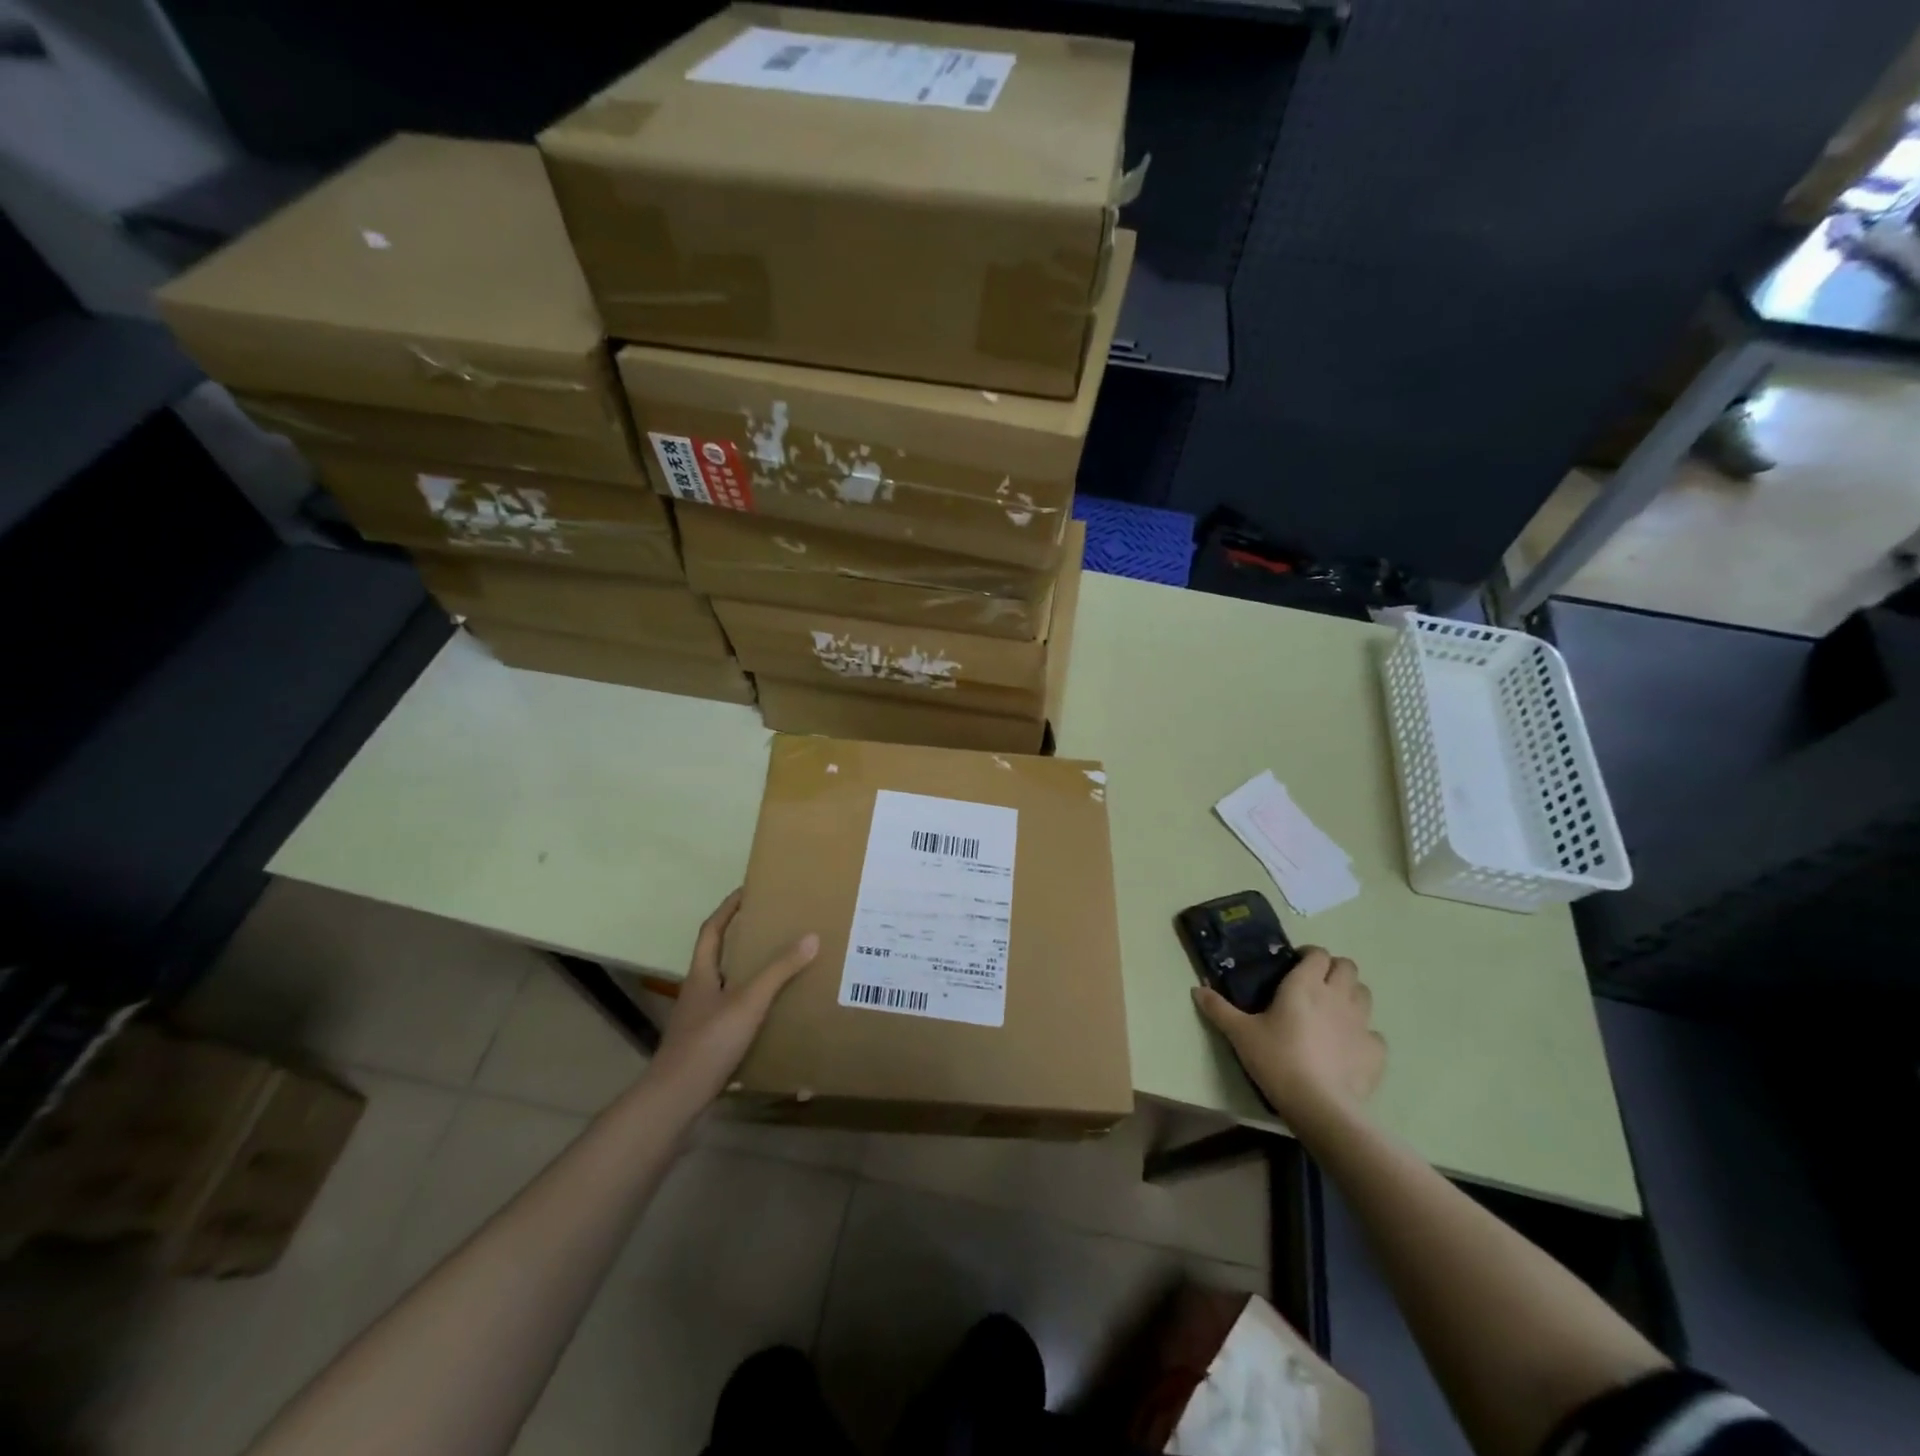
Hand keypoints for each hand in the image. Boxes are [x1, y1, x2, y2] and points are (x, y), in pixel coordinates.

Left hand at [647, 890, 817, 1110]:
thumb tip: (811, 936)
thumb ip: (779, 970)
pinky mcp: (710, 1049)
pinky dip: (756, 1014)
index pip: (712, 931)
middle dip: (746, 942)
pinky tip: (777, 1019)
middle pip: (721, 959)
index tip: (749, 891)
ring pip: (730, 991)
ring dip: (753, 979)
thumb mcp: (748, 1002)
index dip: (728, 909)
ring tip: (786, 970)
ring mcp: (702, 1023)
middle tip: (778, 929)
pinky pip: (737, 1020)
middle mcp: (699, 994)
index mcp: (701, 975)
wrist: (675, 1103)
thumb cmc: (708, 1043)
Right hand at [1192, 947, 1385, 1122]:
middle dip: (1334, 970)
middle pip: (1347, 967)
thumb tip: (1196, 989)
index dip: (1309, 955)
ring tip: (1333, 1011)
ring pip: (1365, 994)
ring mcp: (1361, 1023)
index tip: (1295, 966)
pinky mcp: (1375, 1050)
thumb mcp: (1240, 1033)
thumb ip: (1219, 1009)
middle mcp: (1336, 995)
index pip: (1318, 954)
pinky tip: (1348, 1046)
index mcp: (1305, 985)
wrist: (1319, 1105)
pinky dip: (1363, 1034)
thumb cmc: (1277, 1059)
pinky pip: (1374, 1033)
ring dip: (1351, 995)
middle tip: (1315, 985)